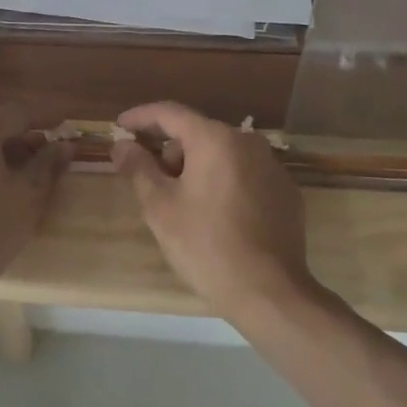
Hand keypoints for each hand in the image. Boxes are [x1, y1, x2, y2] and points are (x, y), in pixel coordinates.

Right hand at [112, 102, 314, 322]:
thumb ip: (138, 168)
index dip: (141, 117)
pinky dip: (224, 182)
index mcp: (215, 139)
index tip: (120, 126)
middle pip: (197, 134)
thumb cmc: (206, 245)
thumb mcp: (160, 207)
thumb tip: (121, 145)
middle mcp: (248, 142)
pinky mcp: (286, 192)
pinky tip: (216, 216)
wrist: (270, 293)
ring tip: (183, 204)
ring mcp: (272, 166)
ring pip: (222, 154)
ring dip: (197, 168)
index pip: (170, 113)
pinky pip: (245, 174)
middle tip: (150, 182)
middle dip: (170, 151)